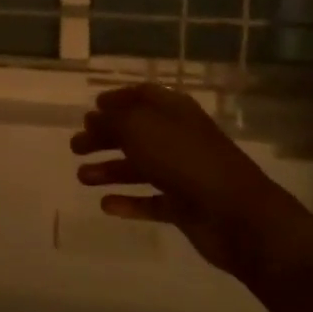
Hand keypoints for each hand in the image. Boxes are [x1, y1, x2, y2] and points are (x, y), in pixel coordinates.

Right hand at [71, 84, 284, 271]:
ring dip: (110, 169)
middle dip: (105, 137)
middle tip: (75, 146)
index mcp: (174, 111)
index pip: (144, 96)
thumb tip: (94, 118)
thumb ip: (112, 120)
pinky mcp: (185, 207)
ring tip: (82, 177)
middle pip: (136, 132)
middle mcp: (179, 138)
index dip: (118, 99)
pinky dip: (129, 202)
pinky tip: (106, 205)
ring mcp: (184, 173)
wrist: (237, 215)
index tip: (92, 108)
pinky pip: (151, 201)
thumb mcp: (139, 128)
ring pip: (141, 167)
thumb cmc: (185, 160)